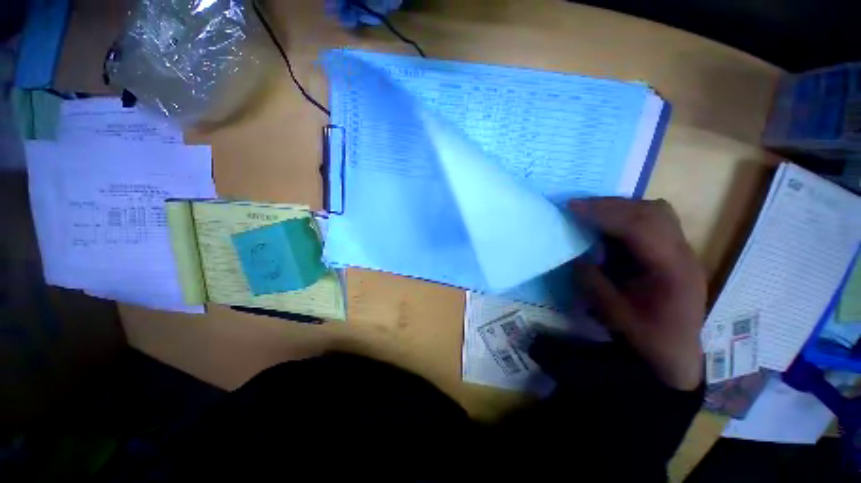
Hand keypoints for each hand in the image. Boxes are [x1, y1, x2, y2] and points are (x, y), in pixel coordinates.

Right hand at [569, 198, 705, 390]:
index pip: (640, 227)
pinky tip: (609, 224)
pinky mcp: (675, 251)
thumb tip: (577, 255)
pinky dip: (628, 216)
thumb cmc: (648, 338)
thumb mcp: (613, 314)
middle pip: (652, 211)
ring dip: (621, 207)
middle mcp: (683, 254)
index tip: (572, 206)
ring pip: (656, 211)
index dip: (604, 213)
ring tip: (592, 211)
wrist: (676, 354)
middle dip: (610, 204)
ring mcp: (682, 250)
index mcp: (672, 271)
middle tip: (578, 205)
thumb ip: (592, 281)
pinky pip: (653, 221)